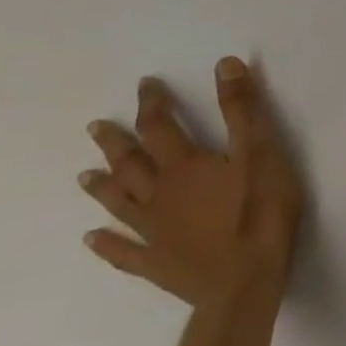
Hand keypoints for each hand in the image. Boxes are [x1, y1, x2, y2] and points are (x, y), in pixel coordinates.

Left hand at [79, 58, 304, 313]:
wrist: (245, 281)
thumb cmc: (260, 211)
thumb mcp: (261, 151)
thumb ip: (243, 110)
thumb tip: (225, 64)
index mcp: (184, 166)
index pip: (161, 127)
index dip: (153, 104)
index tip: (146, 85)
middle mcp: (159, 195)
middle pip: (130, 164)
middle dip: (116, 142)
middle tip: (96, 126)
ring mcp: (153, 231)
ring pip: (119, 203)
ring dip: (102, 187)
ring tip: (84, 176)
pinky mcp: (156, 263)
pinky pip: (122, 252)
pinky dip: (105, 244)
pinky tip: (91, 239)